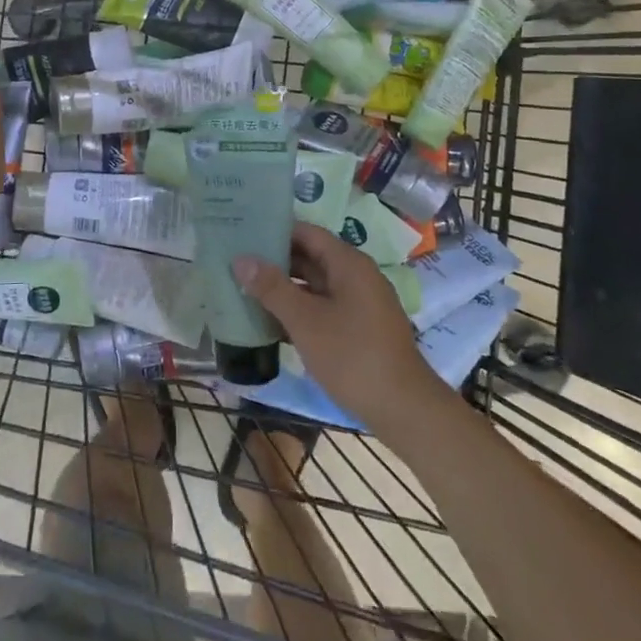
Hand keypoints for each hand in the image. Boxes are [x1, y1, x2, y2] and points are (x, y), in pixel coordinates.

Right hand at [234, 223, 450, 434]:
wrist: (403, 409)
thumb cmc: (352, 356)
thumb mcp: (305, 321)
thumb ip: (272, 288)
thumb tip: (241, 259)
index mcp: (348, 263)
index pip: (306, 232)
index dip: (275, 230)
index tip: (243, 233)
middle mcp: (357, 276)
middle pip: (311, 256)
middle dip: (275, 260)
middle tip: (237, 263)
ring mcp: (361, 303)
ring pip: (316, 285)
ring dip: (285, 288)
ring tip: (246, 289)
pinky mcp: (361, 328)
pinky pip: (324, 306)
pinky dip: (300, 309)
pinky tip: (272, 321)